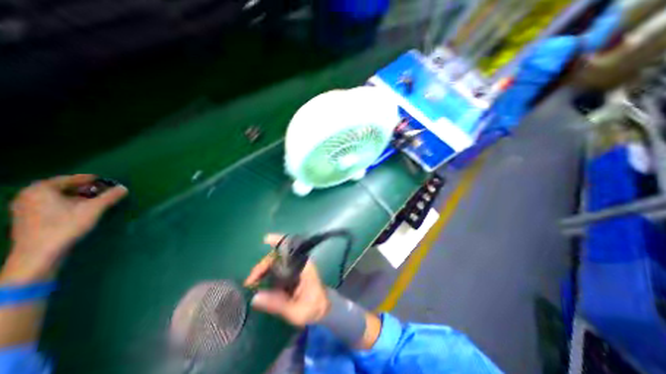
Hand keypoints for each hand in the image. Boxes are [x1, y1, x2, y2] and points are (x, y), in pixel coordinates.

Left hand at [0, 175, 127, 282]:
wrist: (40, 253)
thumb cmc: (67, 226)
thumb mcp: (95, 209)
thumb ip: (111, 196)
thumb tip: (124, 187)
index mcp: (42, 189)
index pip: (72, 178)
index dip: (92, 179)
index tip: (107, 181)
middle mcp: (29, 195)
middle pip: (64, 187)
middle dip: (85, 188)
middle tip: (103, 191)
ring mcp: (25, 207)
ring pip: (58, 196)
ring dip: (78, 196)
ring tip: (95, 200)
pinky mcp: (28, 218)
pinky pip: (52, 204)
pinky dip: (68, 203)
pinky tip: (80, 210)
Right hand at [244, 234, 330, 326]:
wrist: (324, 310)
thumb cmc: (313, 309)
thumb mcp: (296, 311)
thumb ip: (277, 304)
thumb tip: (255, 298)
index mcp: (305, 266)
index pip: (291, 249)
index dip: (279, 241)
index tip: (266, 239)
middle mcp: (300, 263)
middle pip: (280, 256)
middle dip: (264, 264)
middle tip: (250, 280)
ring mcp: (296, 268)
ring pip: (278, 262)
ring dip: (264, 269)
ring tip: (252, 282)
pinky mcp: (293, 274)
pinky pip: (278, 269)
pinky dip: (268, 273)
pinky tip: (259, 283)